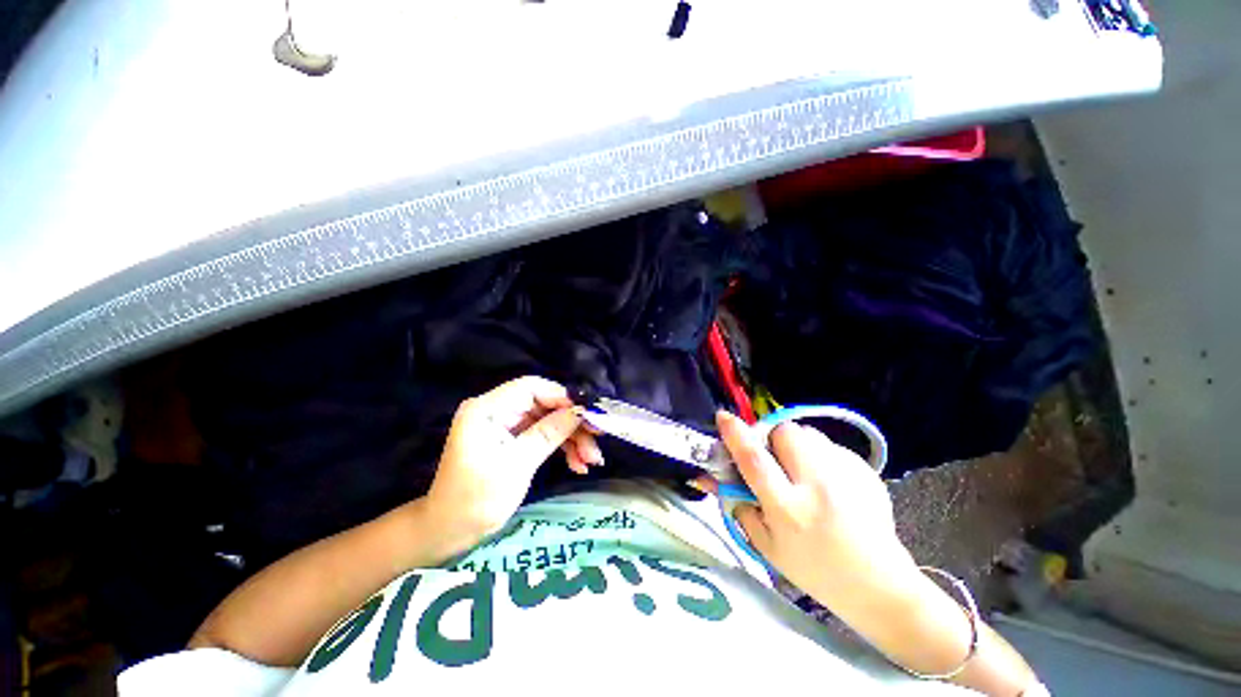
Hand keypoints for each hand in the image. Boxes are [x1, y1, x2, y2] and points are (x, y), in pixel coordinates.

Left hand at [424, 377, 602, 549]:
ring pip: (549, 420)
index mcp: (488, 408)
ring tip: (590, 461)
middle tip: (597, 441)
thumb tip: (581, 411)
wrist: (449, 533)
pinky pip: (543, 434)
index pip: (531, 387)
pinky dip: (562, 447)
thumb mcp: (517, 465)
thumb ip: (550, 433)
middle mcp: (497, 410)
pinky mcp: (512, 439)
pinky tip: (578, 464)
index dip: (563, 396)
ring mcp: (505, 425)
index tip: (590, 413)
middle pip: (545, 405)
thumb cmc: (475, 500)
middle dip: (572, 423)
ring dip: (572, 439)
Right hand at [712, 411, 919, 609]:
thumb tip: (712, 476)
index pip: (755, 461)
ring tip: (802, 470)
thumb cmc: (814, 570)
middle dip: (772, 437)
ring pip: (810, 434)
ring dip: (797, 444)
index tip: (723, 417)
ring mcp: (847, 478)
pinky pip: (831, 445)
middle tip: (774, 456)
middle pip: (786, 433)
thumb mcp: (766, 546)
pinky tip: (827, 481)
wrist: (878, 586)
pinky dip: (821, 454)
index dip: (735, 435)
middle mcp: (818, 488)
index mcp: (788, 510)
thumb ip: (738, 506)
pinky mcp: (866, 472)